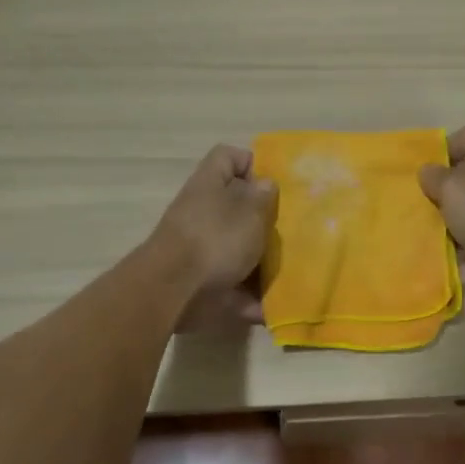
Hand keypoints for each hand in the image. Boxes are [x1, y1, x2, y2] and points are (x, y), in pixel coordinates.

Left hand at [152, 144, 277, 330]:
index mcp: (210, 185)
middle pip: (236, 206)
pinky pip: (233, 286)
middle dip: (263, 220)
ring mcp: (200, 249)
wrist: (174, 291)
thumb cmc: (215, 240)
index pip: (227, 157)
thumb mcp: (249, 212)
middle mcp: (202, 212)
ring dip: (261, 262)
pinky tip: (270, 307)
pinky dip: (250, 298)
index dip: (251, 163)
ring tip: (290, 271)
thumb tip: (264, 183)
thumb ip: (261, 196)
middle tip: (290, 230)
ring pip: (237, 249)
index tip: (275, 184)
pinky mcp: (202, 281)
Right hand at [418, 125, 464, 299]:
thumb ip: (433, 178)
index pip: (464, 138)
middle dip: (439, 196)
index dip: (442, 151)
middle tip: (415, 210)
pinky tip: (441, 265)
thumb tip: (428, 171)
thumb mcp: (451, 188)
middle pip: (462, 180)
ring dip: (447, 228)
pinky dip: (462, 255)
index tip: (423, 173)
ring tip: (422, 240)